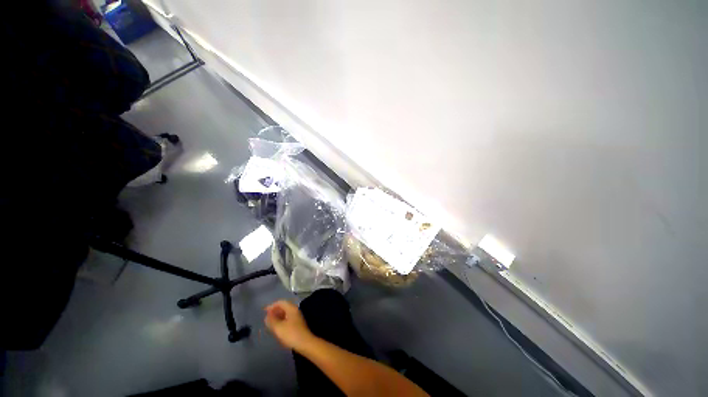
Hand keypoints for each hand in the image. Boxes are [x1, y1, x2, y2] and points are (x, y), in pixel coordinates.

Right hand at [264, 300, 314, 350]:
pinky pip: (287, 319)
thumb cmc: (291, 334)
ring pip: (285, 314)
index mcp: (291, 308)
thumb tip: (267, 315)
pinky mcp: (296, 324)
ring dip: (277, 317)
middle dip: (274, 311)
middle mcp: (294, 310)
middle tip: (266, 318)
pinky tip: (276, 328)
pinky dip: (280, 321)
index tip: (264, 312)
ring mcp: (296, 317)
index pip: (281, 302)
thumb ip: (272, 320)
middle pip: (283, 307)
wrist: (304, 343)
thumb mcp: (279, 327)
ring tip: (269, 323)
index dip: (272, 306)